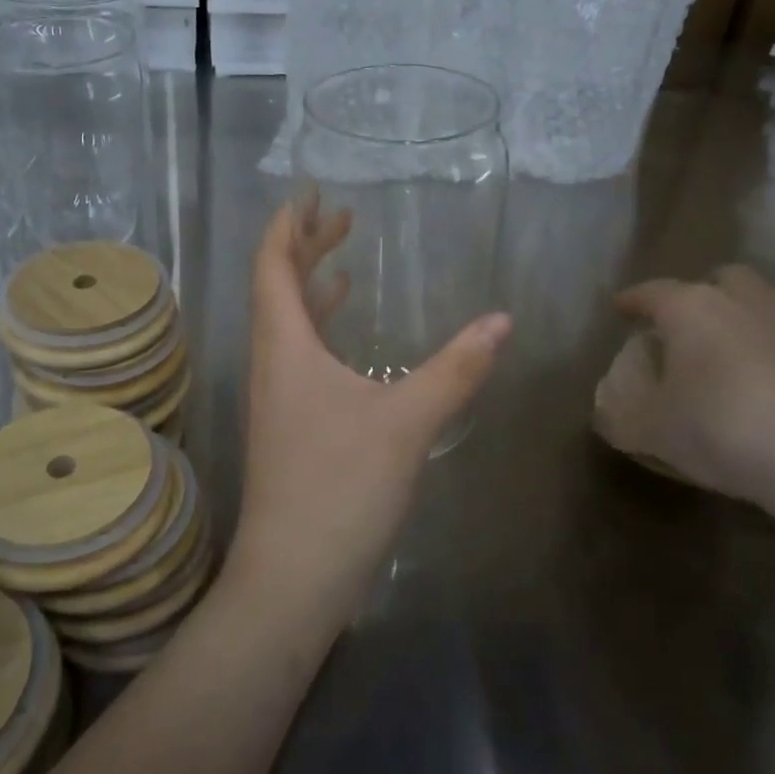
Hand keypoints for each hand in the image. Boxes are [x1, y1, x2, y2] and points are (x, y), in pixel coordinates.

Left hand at [228, 199, 511, 630]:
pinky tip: (346, 339)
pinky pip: (300, 355)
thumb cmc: (340, 488)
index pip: (272, 265)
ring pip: (288, 322)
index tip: (309, 194)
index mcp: (284, 346)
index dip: (287, 226)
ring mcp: (277, 396)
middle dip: (305, 247)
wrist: (293, 579)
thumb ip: (455, 369)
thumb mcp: (406, 423)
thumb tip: (502, 321)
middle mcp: (272, 362)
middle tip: (340, 216)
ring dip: (311, 286)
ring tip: (344, 260)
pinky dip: (321, 329)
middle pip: (278, 287)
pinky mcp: (290, 425)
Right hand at [595, 266, 774, 520]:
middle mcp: (745, 304)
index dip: (633, 299)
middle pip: (724, 278)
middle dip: (705, 290)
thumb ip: (618, 416)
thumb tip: (606, 412)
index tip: (620, 308)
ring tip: (745, 335)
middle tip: (691, 320)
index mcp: (691, 310)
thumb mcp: (647, 430)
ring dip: (757, 309)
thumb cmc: (720, 429)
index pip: (653, 291)